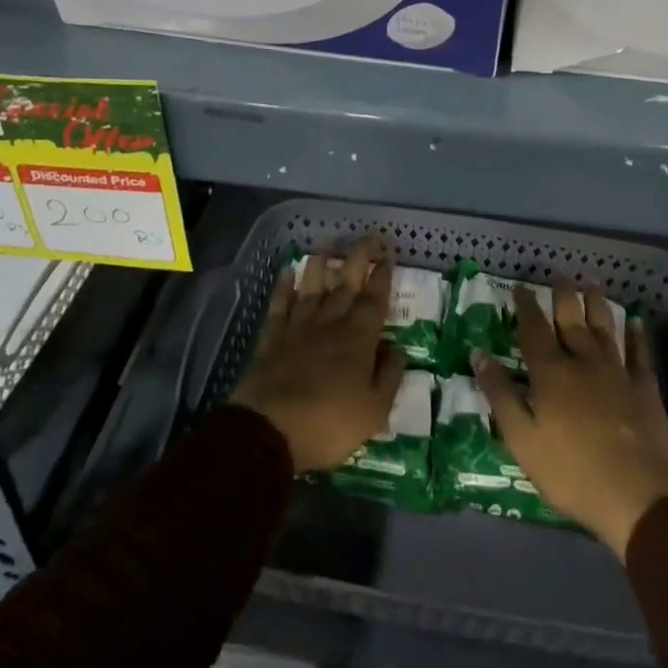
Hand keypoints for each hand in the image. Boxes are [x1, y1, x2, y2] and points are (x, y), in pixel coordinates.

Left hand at [230, 235, 404, 473]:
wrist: (270, 431)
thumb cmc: (329, 424)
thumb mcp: (375, 411)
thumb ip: (389, 376)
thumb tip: (398, 349)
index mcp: (358, 339)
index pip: (375, 299)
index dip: (383, 276)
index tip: (389, 254)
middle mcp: (330, 324)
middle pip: (346, 284)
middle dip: (358, 258)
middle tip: (368, 236)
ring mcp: (298, 328)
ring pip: (312, 288)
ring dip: (320, 264)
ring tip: (327, 243)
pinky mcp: (271, 339)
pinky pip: (279, 306)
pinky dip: (283, 288)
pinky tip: (287, 272)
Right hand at [475, 283, 667, 557]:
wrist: (638, 496)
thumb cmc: (571, 471)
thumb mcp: (523, 439)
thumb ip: (501, 395)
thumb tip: (479, 353)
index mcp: (551, 373)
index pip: (534, 330)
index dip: (526, 306)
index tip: (520, 287)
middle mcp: (583, 362)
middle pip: (571, 321)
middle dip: (563, 296)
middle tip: (560, 275)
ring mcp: (618, 373)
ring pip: (605, 328)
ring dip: (597, 304)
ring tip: (592, 283)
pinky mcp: (645, 389)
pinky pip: (640, 354)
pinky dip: (637, 336)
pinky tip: (637, 322)